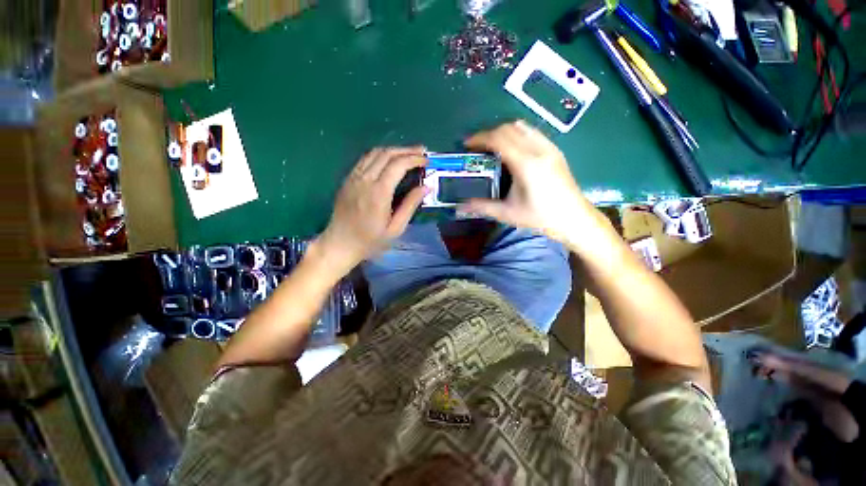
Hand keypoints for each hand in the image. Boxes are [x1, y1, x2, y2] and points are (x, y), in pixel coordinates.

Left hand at [315, 146, 426, 274]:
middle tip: (421, 152)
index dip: (414, 158)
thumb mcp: (396, 228)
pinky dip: (379, 155)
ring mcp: (353, 178)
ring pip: (374, 153)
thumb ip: (410, 205)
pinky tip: (388, 160)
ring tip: (408, 153)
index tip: (426, 160)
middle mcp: (365, 180)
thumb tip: (425, 187)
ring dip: (393, 150)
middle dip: (406, 150)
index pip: (398, 165)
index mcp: (379, 192)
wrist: (340, 244)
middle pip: (386, 154)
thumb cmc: (370, 241)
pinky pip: (364, 159)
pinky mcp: (348, 180)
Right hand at [460, 120, 593, 244]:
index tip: (467, 144)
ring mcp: (549, 148)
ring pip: (522, 127)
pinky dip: (517, 135)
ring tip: (492, 147)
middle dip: (489, 134)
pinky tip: (513, 150)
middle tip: (477, 148)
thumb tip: (461, 205)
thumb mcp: (508, 214)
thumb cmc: (541, 218)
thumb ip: (483, 206)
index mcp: (526, 164)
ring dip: (504, 132)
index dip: (480, 138)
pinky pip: (533, 133)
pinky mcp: (555, 151)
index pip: (499, 139)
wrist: (575, 219)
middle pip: (509, 128)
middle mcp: (538, 150)